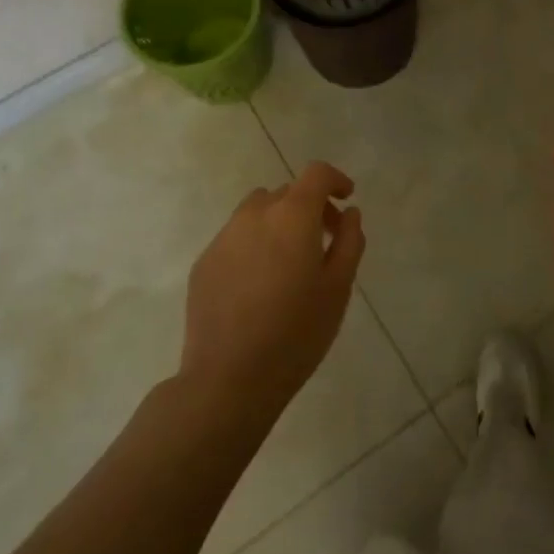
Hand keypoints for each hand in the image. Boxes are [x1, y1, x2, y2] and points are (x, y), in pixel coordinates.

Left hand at [180, 161, 365, 422]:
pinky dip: (254, 245)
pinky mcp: (204, 262)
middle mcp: (255, 215)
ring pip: (257, 212)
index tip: (346, 200)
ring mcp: (224, 237)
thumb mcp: (338, 288)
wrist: (228, 379)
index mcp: (292, 216)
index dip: (335, 180)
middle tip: (325, 241)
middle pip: (287, 193)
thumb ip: (349, 241)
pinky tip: (259, 286)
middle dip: (310, 207)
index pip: (316, 174)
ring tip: (289, 263)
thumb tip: (349, 214)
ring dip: (279, 223)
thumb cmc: (296, 333)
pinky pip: (236, 238)